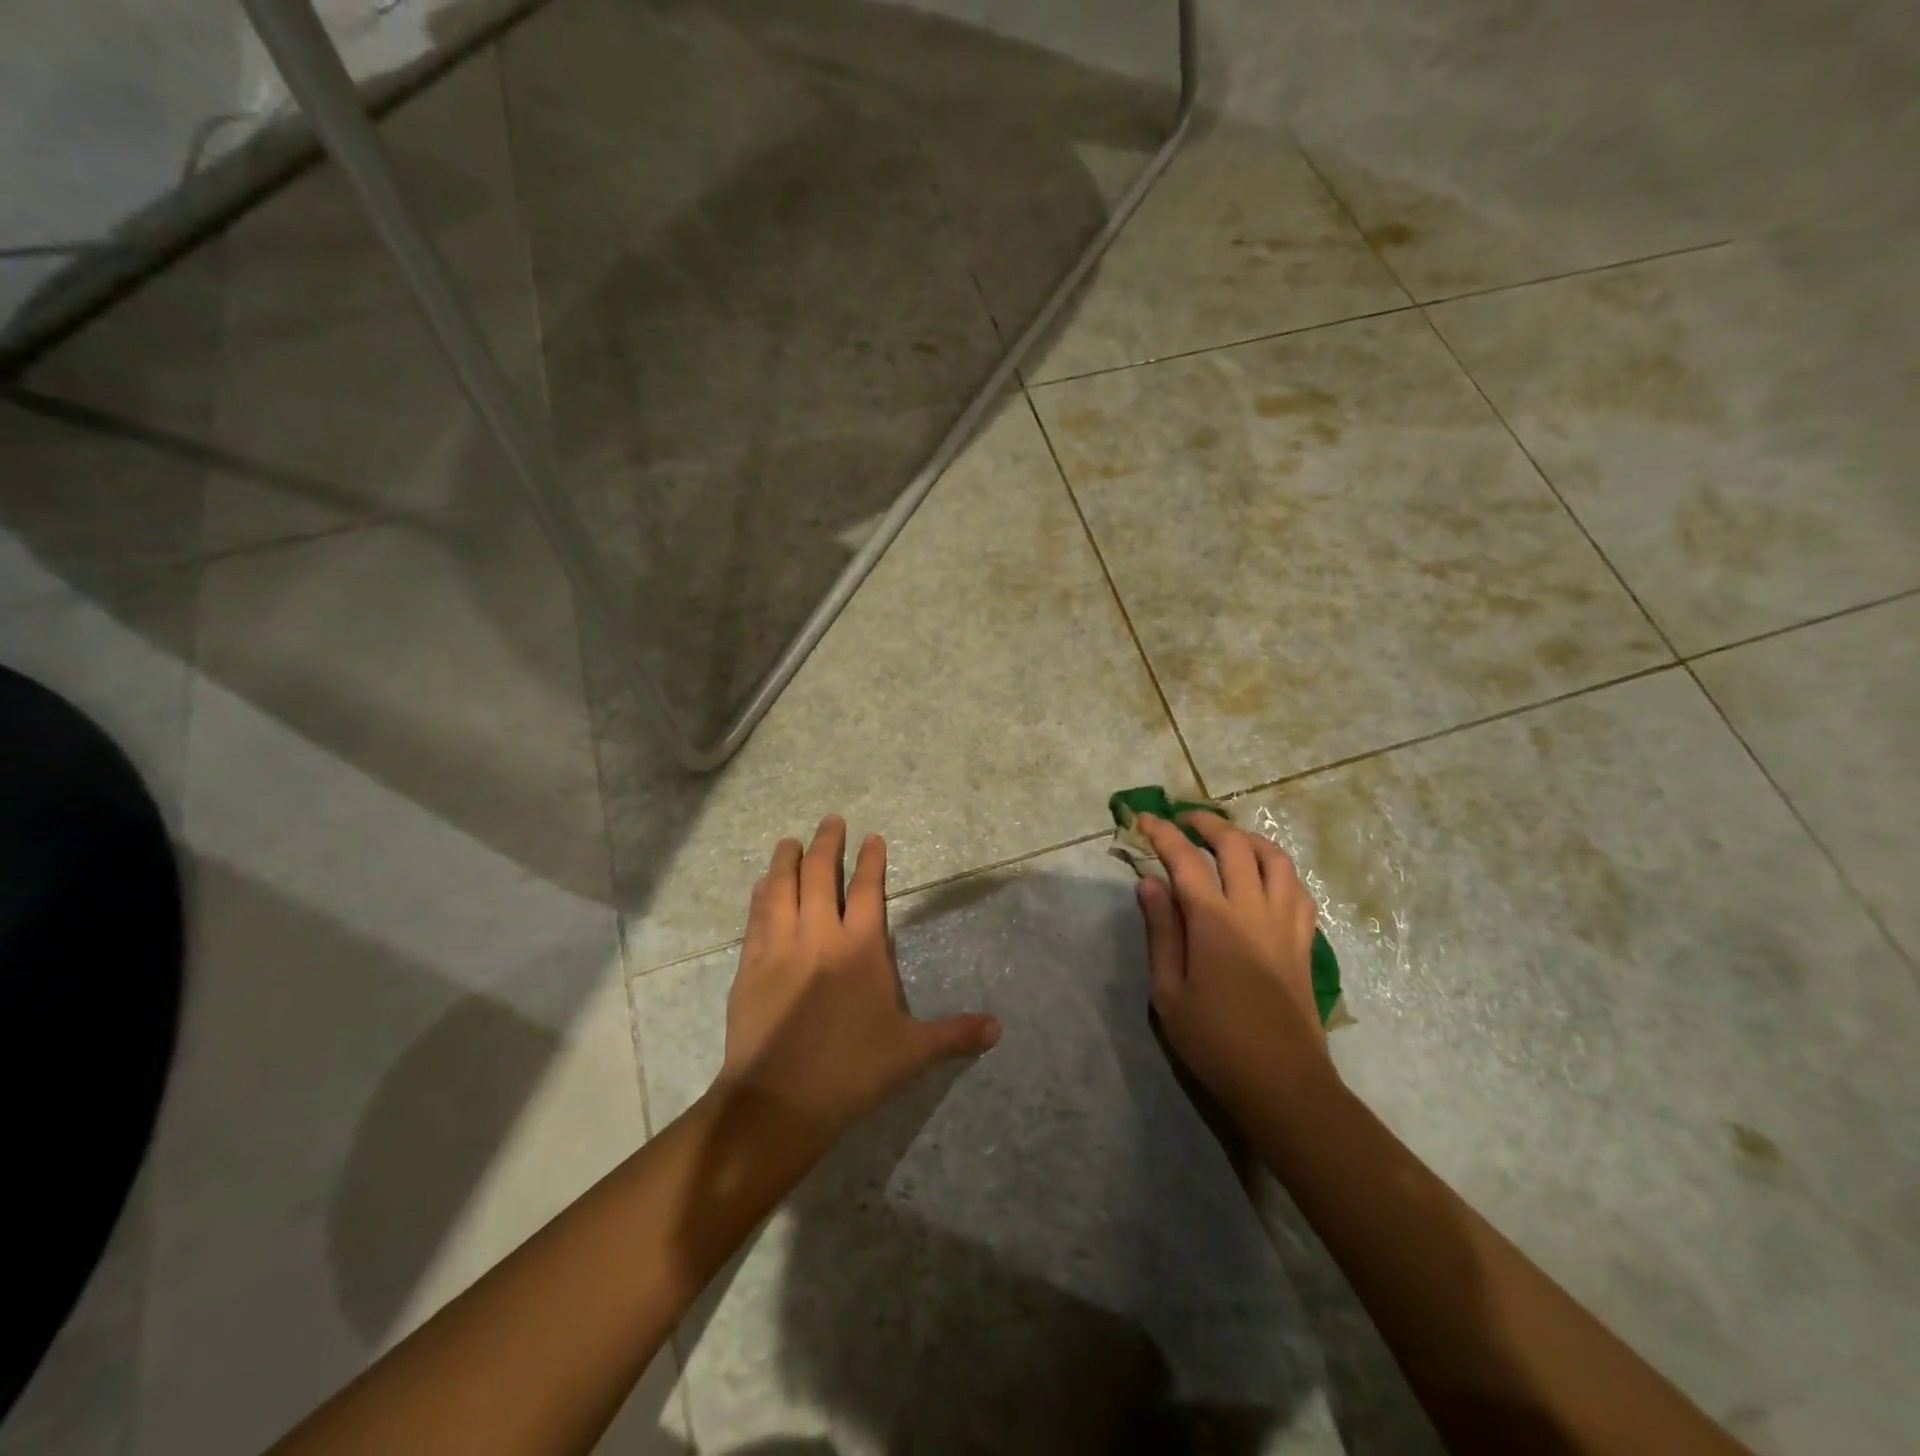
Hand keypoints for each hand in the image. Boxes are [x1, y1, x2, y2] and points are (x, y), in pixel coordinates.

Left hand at [717, 815, 1000, 1138]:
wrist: (779, 1100)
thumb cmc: (851, 1070)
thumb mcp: (910, 1052)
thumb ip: (953, 1034)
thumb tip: (998, 1030)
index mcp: (859, 948)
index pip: (866, 890)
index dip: (869, 860)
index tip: (871, 837)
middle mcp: (818, 936)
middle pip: (818, 875)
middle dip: (826, 843)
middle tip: (830, 820)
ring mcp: (779, 948)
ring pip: (781, 889)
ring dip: (786, 861)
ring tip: (789, 841)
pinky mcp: (750, 967)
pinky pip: (755, 919)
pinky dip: (760, 896)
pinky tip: (761, 886)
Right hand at [1134, 812, 1333, 1111]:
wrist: (1282, 1083)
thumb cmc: (1214, 1041)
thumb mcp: (1168, 992)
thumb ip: (1161, 931)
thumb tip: (1149, 883)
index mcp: (1215, 921)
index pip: (1185, 860)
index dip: (1162, 833)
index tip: (1144, 819)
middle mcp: (1254, 910)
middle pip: (1236, 846)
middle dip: (1207, 824)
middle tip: (1184, 820)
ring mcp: (1286, 924)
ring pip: (1276, 860)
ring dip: (1249, 839)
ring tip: (1228, 840)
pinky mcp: (1304, 942)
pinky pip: (1298, 890)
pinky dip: (1279, 871)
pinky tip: (1265, 879)